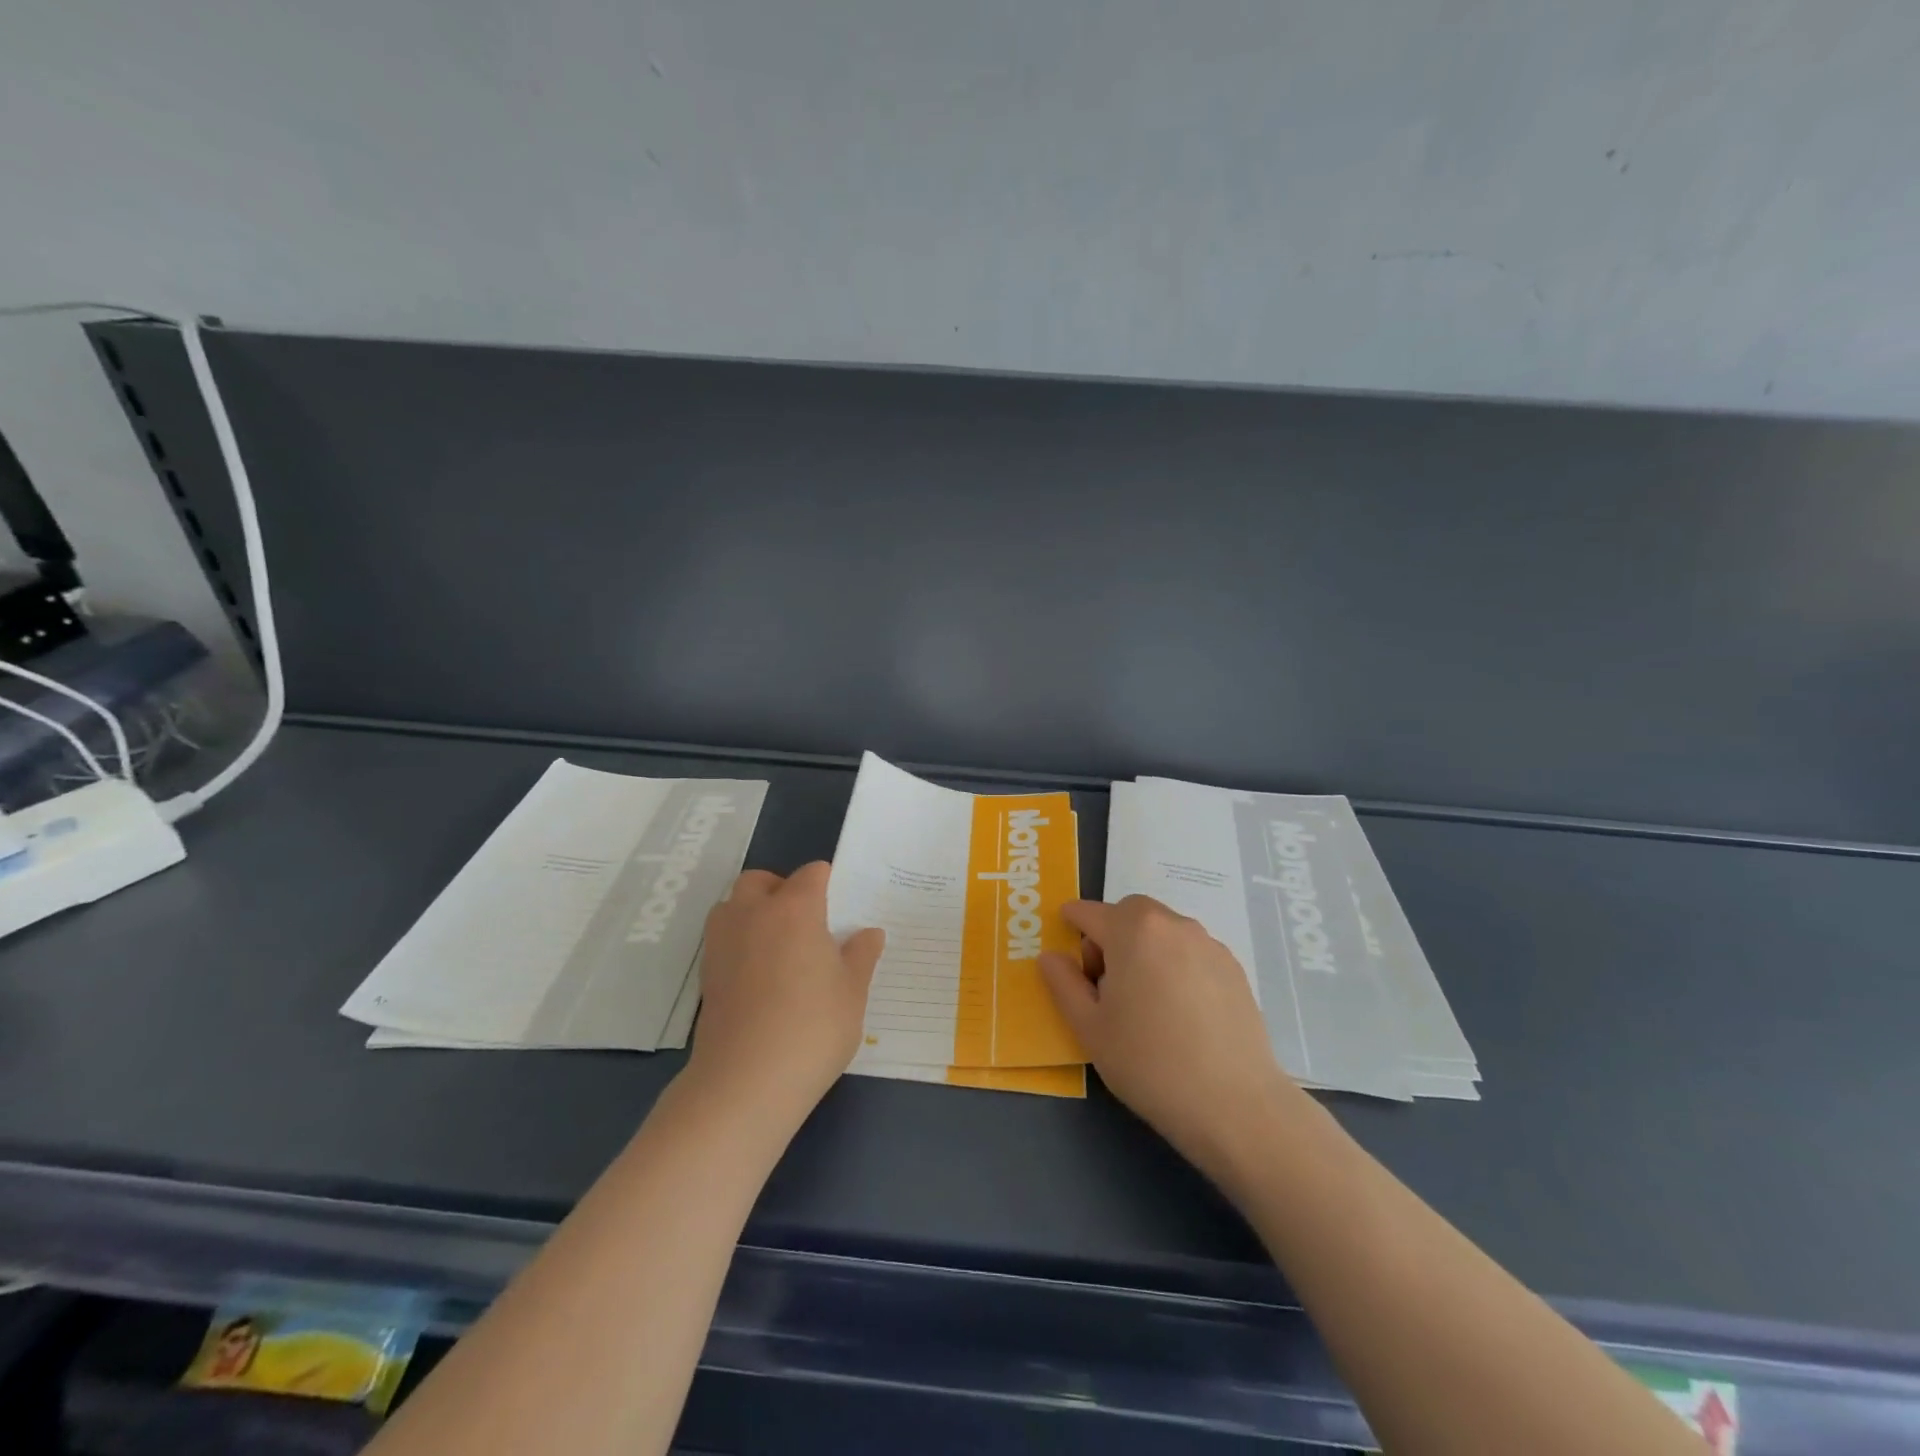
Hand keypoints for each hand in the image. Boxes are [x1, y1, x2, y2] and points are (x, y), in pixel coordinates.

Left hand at [687, 862, 885, 1128]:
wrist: (746, 1082)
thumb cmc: (812, 1028)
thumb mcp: (852, 992)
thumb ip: (861, 956)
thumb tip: (869, 932)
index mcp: (795, 908)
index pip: (811, 874)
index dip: (827, 884)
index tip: (840, 908)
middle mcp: (753, 914)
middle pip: (761, 880)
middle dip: (781, 889)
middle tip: (806, 921)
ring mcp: (723, 943)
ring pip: (733, 905)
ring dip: (752, 912)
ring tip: (778, 945)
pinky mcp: (707, 974)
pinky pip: (723, 939)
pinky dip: (739, 943)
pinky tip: (760, 976)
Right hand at [1039, 896, 1304, 1184]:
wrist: (1234, 1104)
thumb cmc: (1148, 1063)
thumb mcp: (1090, 1028)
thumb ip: (1063, 983)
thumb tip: (1050, 956)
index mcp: (1132, 930)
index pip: (1089, 912)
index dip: (1071, 925)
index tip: (1066, 951)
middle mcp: (1172, 924)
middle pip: (1129, 913)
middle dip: (1110, 935)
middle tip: (1107, 984)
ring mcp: (1209, 944)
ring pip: (1162, 931)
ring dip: (1144, 948)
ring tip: (1146, 1002)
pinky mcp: (1234, 968)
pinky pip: (1190, 951)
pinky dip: (1175, 965)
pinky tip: (1180, 1012)